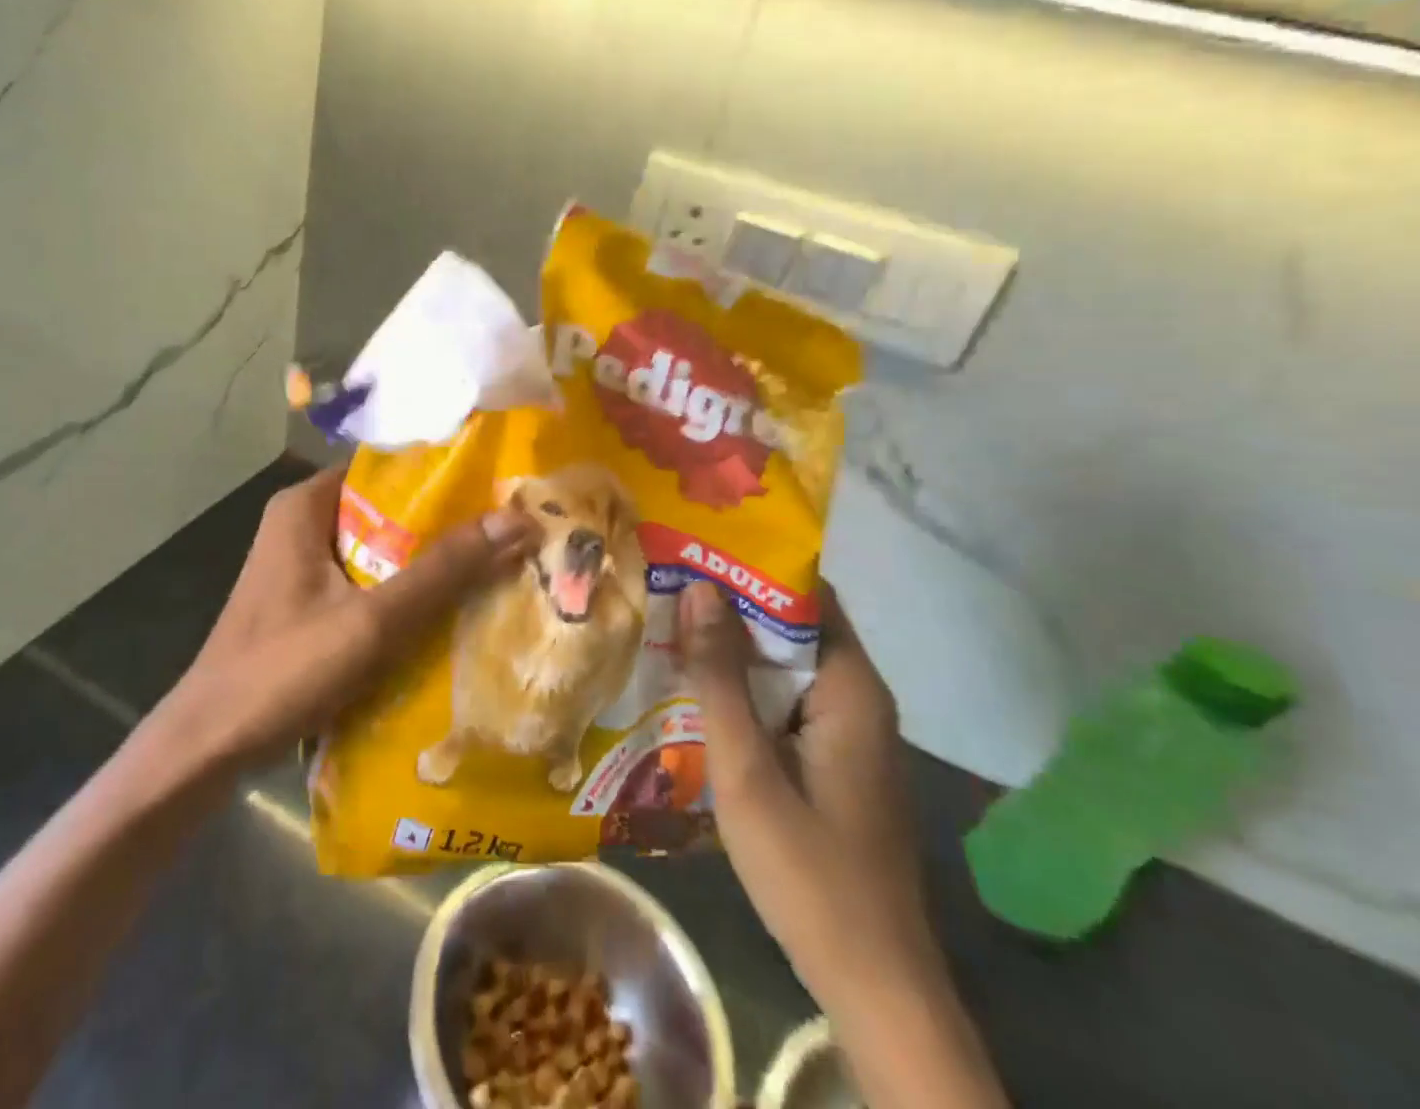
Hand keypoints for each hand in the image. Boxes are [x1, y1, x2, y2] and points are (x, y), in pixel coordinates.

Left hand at [166, 467, 537, 768]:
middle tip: (507, 531)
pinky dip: (401, 591)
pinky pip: (365, 581)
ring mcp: (300, 564)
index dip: (444, 476)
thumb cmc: (283, 670)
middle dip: (443, 525)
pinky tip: (446, 610)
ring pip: (379, 549)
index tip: (498, 487)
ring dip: (426, 562)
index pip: (388, 468)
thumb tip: (518, 519)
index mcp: (306, 504)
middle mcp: (301, 522)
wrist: (207, 748)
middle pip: (387, 510)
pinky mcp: (305, 601)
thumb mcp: (373, 619)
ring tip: (493, 564)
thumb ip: (444, 570)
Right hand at [677, 582, 929, 1000]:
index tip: (693, 551)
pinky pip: (785, 703)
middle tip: (663, 586)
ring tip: (667, 626)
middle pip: (791, 628)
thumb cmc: (809, 870)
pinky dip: (744, 690)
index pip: (804, 595)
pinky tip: (695, 692)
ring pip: (785, 668)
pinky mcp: (834, 762)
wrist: (872, 985)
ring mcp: (847, 734)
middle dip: (729, 607)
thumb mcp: (746, 768)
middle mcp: (856, 698)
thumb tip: (698, 588)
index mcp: (850, 688)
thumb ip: (719, 678)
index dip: (749, 568)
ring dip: (732, 651)